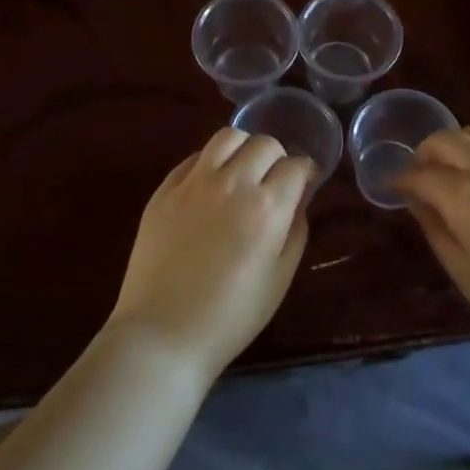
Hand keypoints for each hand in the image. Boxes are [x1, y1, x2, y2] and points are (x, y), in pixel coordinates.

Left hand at [108, 128, 314, 376]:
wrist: (163, 333)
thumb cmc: (231, 316)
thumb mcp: (279, 279)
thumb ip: (295, 231)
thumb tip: (298, 200)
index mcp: (266, 208)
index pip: (296, 166)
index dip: (305, 172)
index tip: (304, 182)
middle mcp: (232, 183)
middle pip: (264, 144)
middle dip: (277, 157)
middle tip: (273, 181)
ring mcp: (194, 182)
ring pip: (227, 136)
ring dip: (243, 148)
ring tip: (242, 171)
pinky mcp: (164, 189)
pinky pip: (194, 158)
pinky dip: (210, 162)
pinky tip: (210, 185)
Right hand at [397, 125, 469, 367]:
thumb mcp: (463, 271)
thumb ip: (435, 228)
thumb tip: (418, 201)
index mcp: (466, 196)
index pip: (422, 174)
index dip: (402, 180)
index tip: (394, 188)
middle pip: (449, 139)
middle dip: (427, 152)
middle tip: (422, 175)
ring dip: (459, 144)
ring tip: (456, 170)